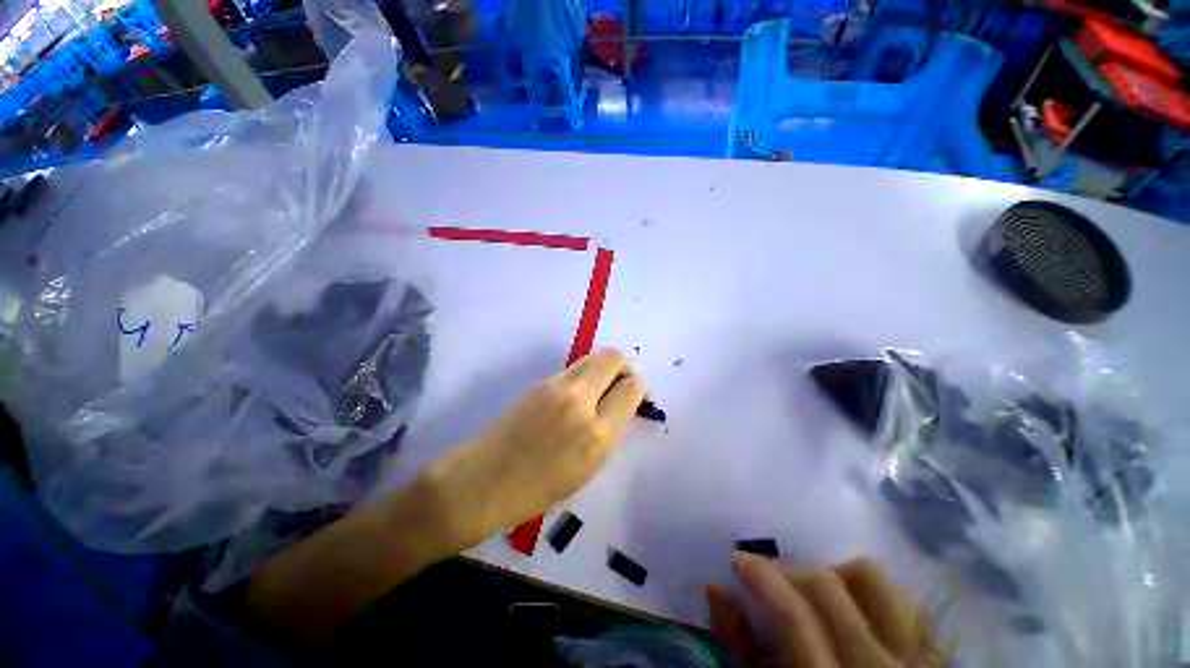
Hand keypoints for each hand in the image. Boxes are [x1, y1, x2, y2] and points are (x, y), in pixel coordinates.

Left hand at [424, 349, 646, 547]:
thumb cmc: (539, 488)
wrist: (485, 480)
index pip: (632, 388)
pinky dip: (584, 375)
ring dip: (603, 368)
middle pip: (613, 357)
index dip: (638, 388)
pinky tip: (575, 396)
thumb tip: (622, 404)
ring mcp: (556, 386)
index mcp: (597, 433)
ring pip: (592, 357)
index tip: (635, 397)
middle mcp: (579, 400)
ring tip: (599, 389)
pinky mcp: (540, 382)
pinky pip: (573, 368)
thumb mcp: (588, 468)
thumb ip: (609, 430)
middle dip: (624, 367)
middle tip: (621, 384)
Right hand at [707, 553, 947, 667]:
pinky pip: (909, 601)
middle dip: (792, 571)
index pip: (796, 617)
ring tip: (820, 594)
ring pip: (878, 582)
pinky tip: (858, 609)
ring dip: (839, 576)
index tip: (740, 561)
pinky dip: (876, 593)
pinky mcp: (941, 656)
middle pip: (832, 586)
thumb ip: (739, 647)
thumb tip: (717, 590)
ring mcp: (921, 662)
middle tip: (774, 579)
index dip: (763, 579)